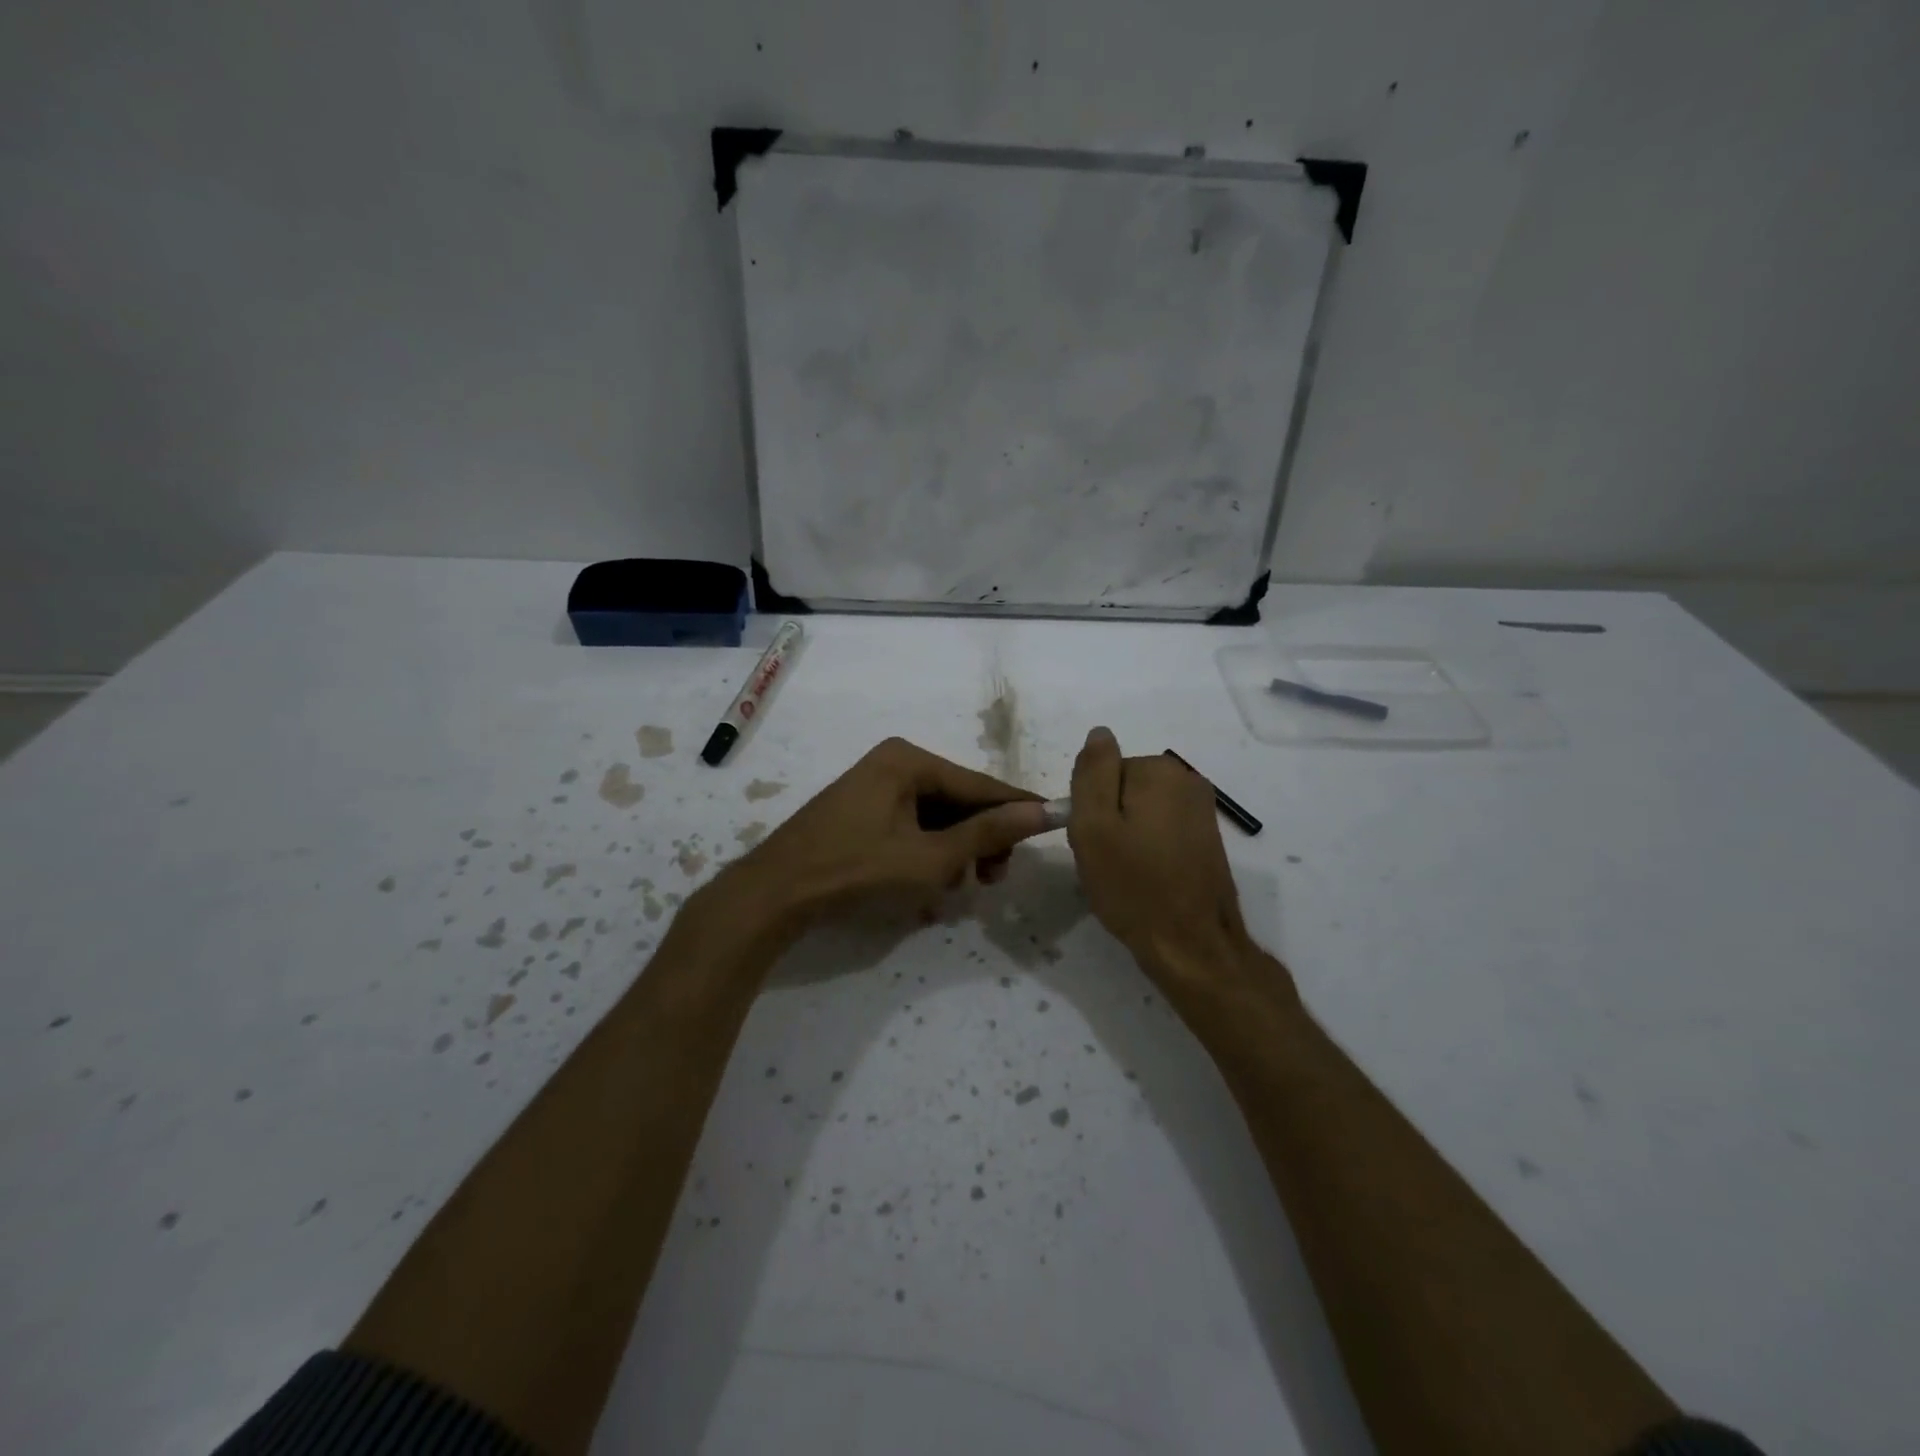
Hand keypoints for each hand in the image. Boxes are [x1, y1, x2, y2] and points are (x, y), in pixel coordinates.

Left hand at [725, 737, 1048, 928]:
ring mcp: (873, 786)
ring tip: (952, 891)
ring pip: (935, 818)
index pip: (980, 785)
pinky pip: (909, 827)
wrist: (775, 894)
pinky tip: (926, 889)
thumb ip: (987, 834)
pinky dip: (925, 854)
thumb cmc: (857, 871)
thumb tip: (1039, 811)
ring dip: (952, 853)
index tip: (1054, 821)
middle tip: (992, 881)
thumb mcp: (931, 858)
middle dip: (978, 841)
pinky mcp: (860, 811)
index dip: (1017, 808)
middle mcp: (893, 763)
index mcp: (910, 760)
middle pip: (958, 801)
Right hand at [1067, 727, 1291, 1010]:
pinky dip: (1148, 850)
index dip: (1089, 807)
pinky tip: (1147, 880)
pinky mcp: (1208, 839)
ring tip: (1126, 874)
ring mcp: (1202, 811)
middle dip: (1108, 820)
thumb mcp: (1094, 826)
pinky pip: (1160, 831)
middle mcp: (1188, 781)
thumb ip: (1092, 772)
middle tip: (1106, 861)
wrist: (1192, 947)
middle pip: (1123, 788)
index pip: (1103, 772)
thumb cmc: (1134, 886)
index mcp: (1160, 771)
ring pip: (1140, 812)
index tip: (1093, 841)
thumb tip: (1099, 732)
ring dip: (1126, 837)